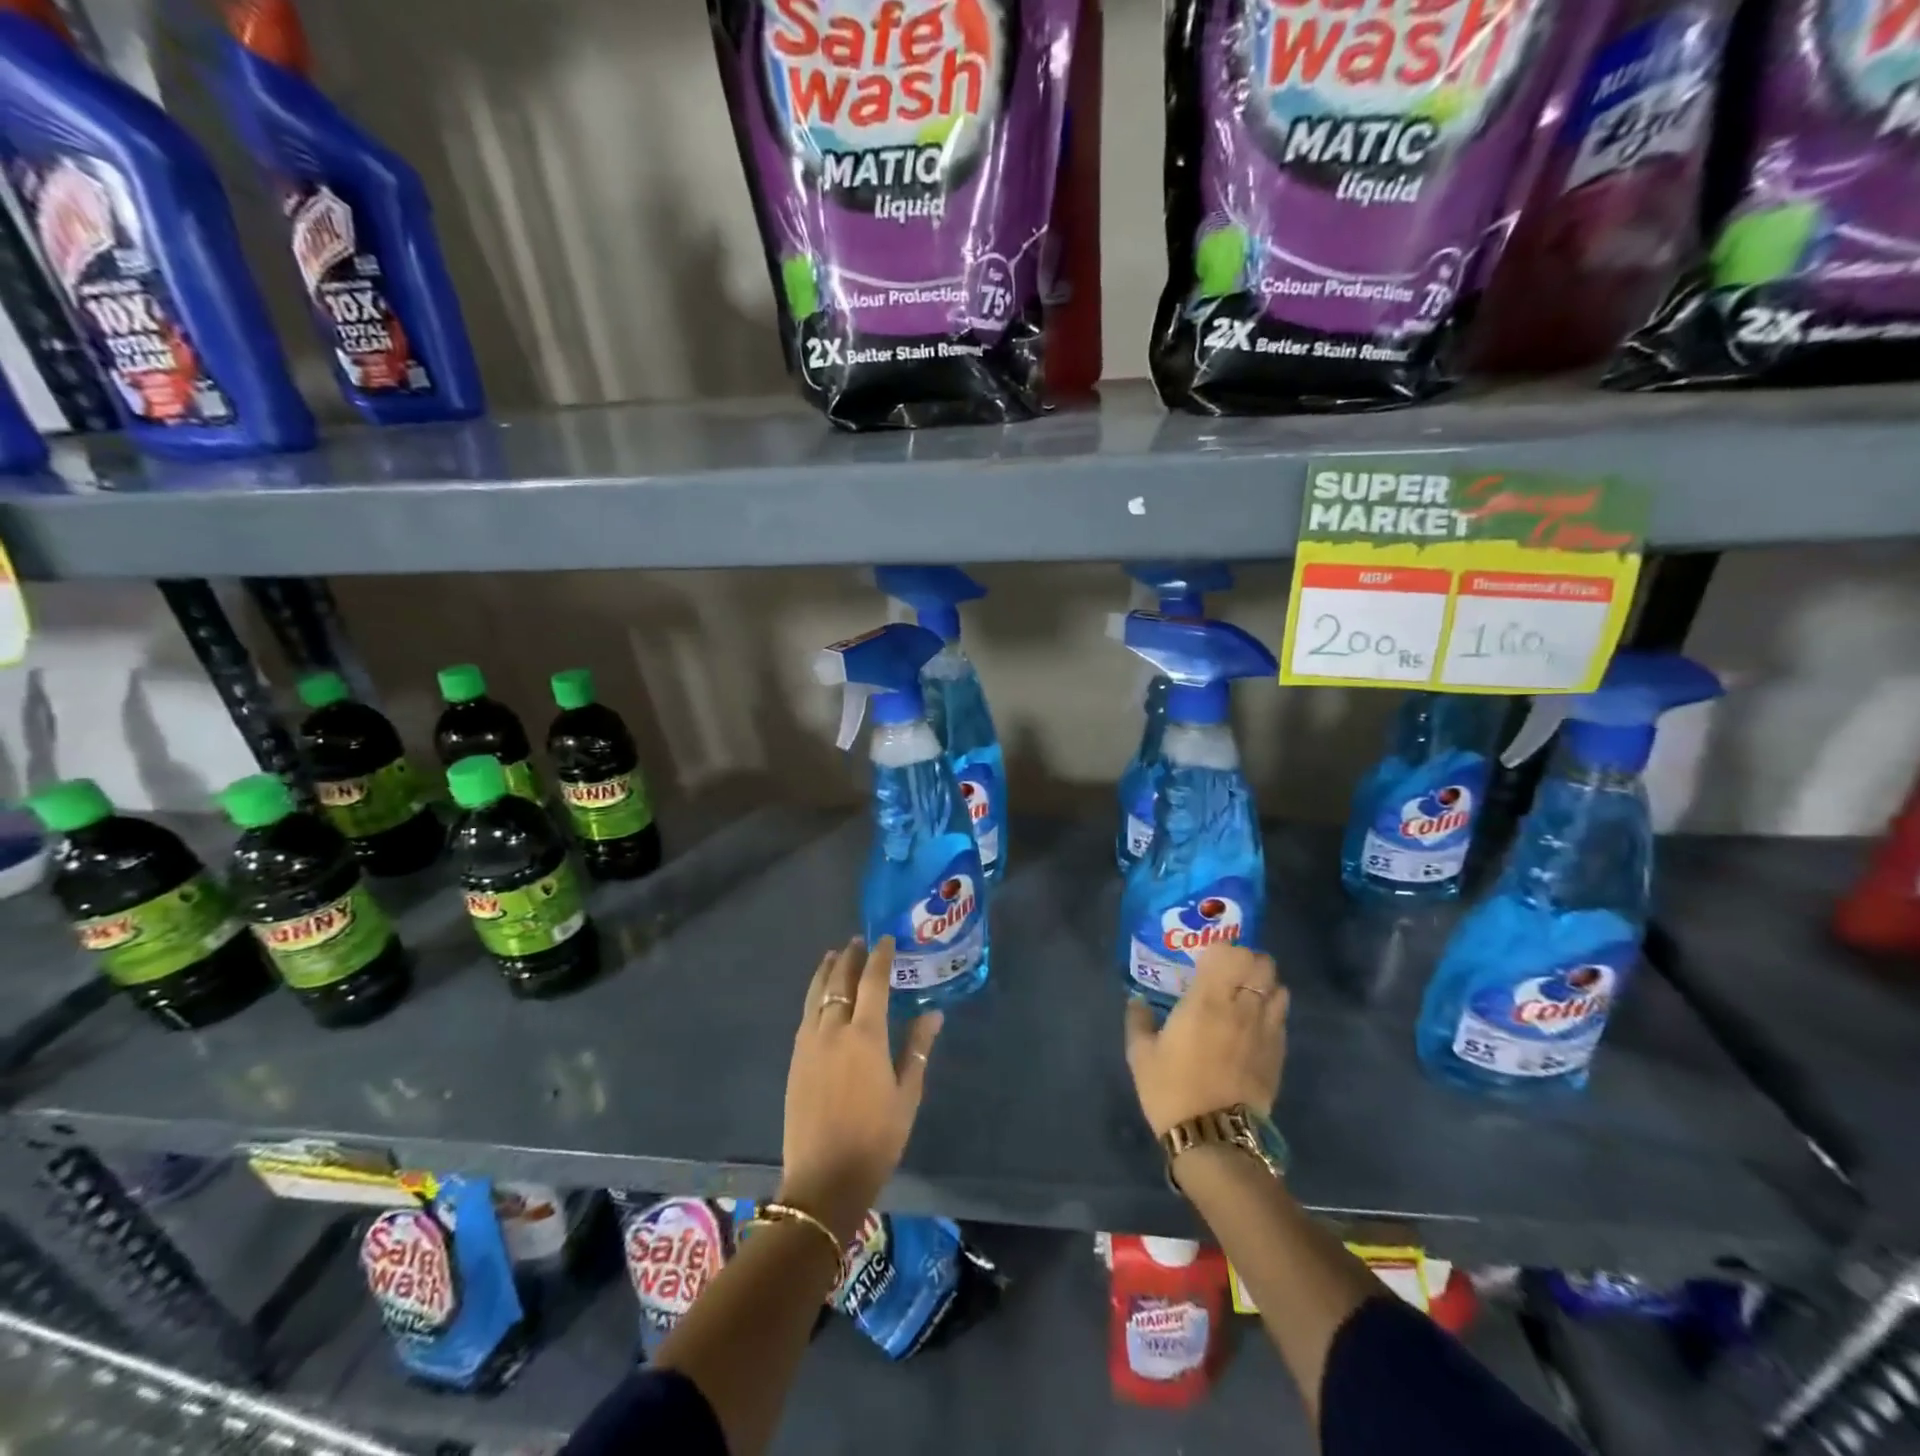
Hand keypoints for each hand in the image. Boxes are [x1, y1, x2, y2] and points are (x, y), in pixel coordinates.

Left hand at [779, 937, 941, 1240]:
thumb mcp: (907, 1094)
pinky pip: (806, 1014)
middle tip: (858, 941)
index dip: (880, 957)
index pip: (873, 981)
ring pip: (816, 994)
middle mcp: (833, 1030)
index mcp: (865, 1035)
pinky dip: (814, 995)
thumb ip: (918, 1048)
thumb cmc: (876, 1138)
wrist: (824, 1179)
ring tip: (834, 956)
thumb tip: (934, 1013)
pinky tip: (820, 997)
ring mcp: (809, 1044)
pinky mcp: (796, 1060)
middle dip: (850, 957)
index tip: (886, 939)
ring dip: (826, 971)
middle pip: (839, 981)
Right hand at [1124, 944, 1287, 1138]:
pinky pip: (1282, 1017)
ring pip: (1279, 987)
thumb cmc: (1172, 1089)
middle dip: (1247, 960)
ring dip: (1263, 984)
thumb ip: (1138, 1020)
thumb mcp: (1141, 1054)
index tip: (1202, 960)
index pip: (1228, 952)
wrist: (1215, 1138)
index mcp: (1207, 999)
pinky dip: (1271, 1011)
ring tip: (1245, 995)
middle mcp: (1242, 1007)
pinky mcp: (1279, 1054)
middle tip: (1227, 973)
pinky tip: (1254, 1025)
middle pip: (1262, 962)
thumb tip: (1136, 1001)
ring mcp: (1266, 1030)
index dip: (1218, 949)